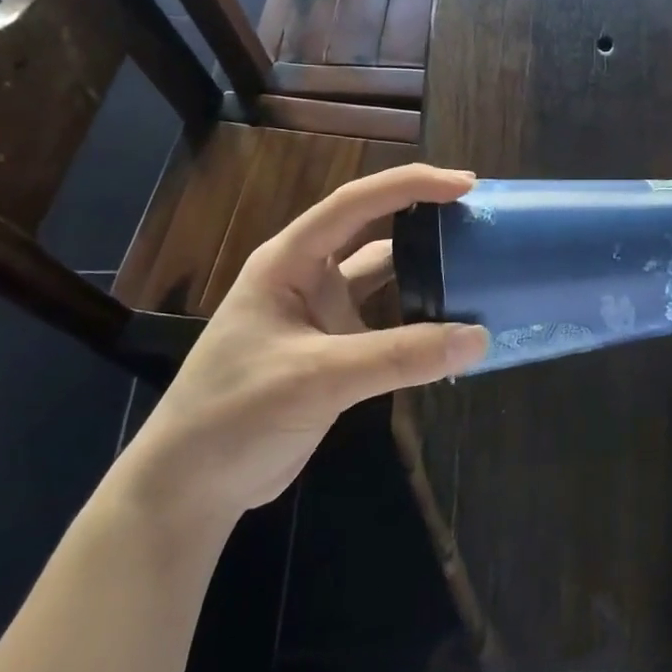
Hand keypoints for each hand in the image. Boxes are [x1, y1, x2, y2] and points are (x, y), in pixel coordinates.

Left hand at [116, 164, 488, 536]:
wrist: (191, 487)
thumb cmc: (236, 413)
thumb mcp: (317, 377)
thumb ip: (400, 356)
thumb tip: (480, 339)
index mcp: (289, 261)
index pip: (354, 204)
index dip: (410, 186)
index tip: (465, 185)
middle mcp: (308, 279)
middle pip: (373, 232)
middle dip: (423, 218)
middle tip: (478, 215)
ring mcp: (322, 316)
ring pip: (384, 279)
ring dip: (425, 270)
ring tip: (476, 263)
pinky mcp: (335, 353)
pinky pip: (388, 325)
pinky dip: (420, 322)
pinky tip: (453, 326)